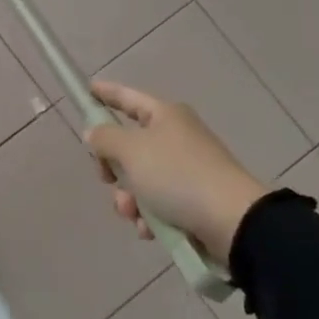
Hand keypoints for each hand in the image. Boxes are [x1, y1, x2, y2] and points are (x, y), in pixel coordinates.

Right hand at [83, 80, 269, 260]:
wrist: (231, 221)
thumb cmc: (177, 175)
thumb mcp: (131, 150)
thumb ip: (105, 138)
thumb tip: (95, 133)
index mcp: (165, 117)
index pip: (128, 98)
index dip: (107, 93)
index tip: (88, 89)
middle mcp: (176, 138)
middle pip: (129, 146)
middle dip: (113, 168)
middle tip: (107, 178)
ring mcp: (186, 170)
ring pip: (139, 180)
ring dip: (128, 199)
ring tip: (134, 213)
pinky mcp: (192, 200)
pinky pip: (157, 204)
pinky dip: (148, 216)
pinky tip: (150, 229)